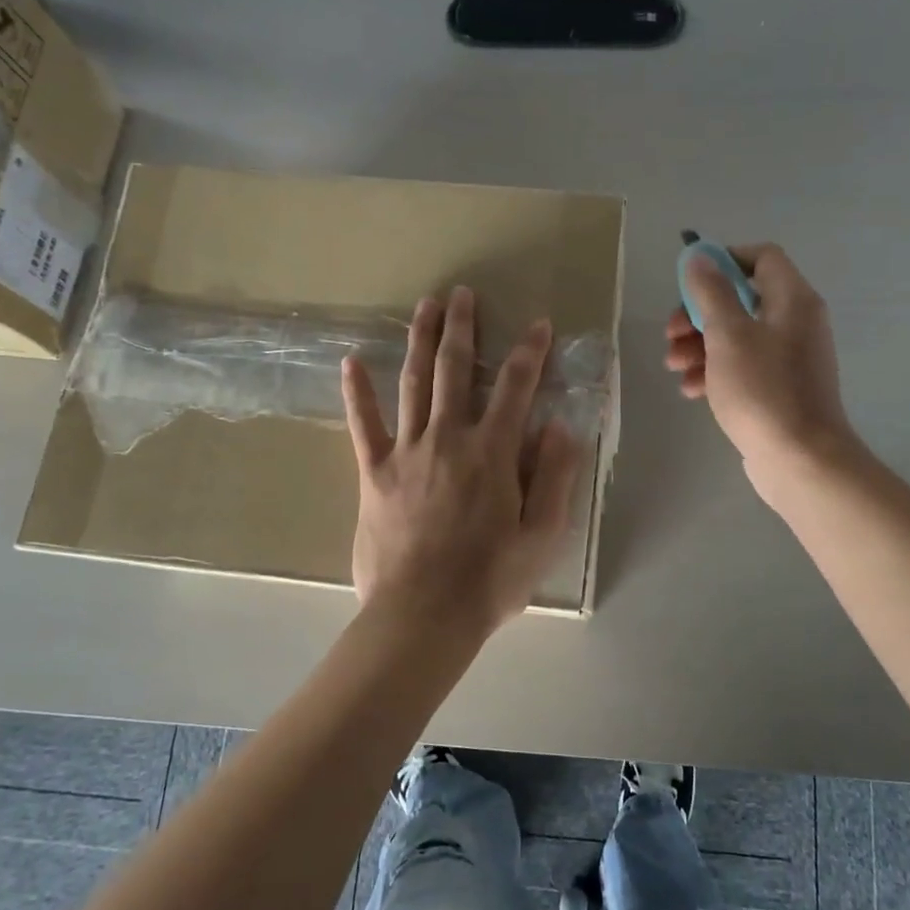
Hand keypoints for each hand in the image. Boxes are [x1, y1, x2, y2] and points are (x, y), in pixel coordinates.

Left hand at [342, 286, 582, 637]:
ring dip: (420, 341)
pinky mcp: (374, 473)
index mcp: (493, 453)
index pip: (515, 388)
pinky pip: (364, 426)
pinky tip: (350, 363)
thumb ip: (555, 476)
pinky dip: (357, 394)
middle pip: (456, 370)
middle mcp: (449, 439)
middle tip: (463, 294)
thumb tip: (559, 425)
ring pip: (414, 384)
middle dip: (462, 328)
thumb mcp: (542, 535)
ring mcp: (407, 452)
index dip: (529, 353)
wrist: (423, 616)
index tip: (538, 324)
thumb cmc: (490, 580)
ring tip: (425, 306)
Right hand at [665, 243, 858, 504]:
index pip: (762, 257)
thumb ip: (711, 292)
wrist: (800, 459)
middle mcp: (795, 322)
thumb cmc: (762, 390)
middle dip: (699, 314)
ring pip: (736, 336)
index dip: (724, 260)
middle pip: (741, 299)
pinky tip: (692, 390)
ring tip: (674, 367)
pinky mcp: (779, 389)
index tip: (690, 282)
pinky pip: (743, 367)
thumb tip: (699, 256)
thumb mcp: (728, 335)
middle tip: (671, 334)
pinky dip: (715, 371)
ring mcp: (788, 358)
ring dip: (700, 346)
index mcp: (792, 300)